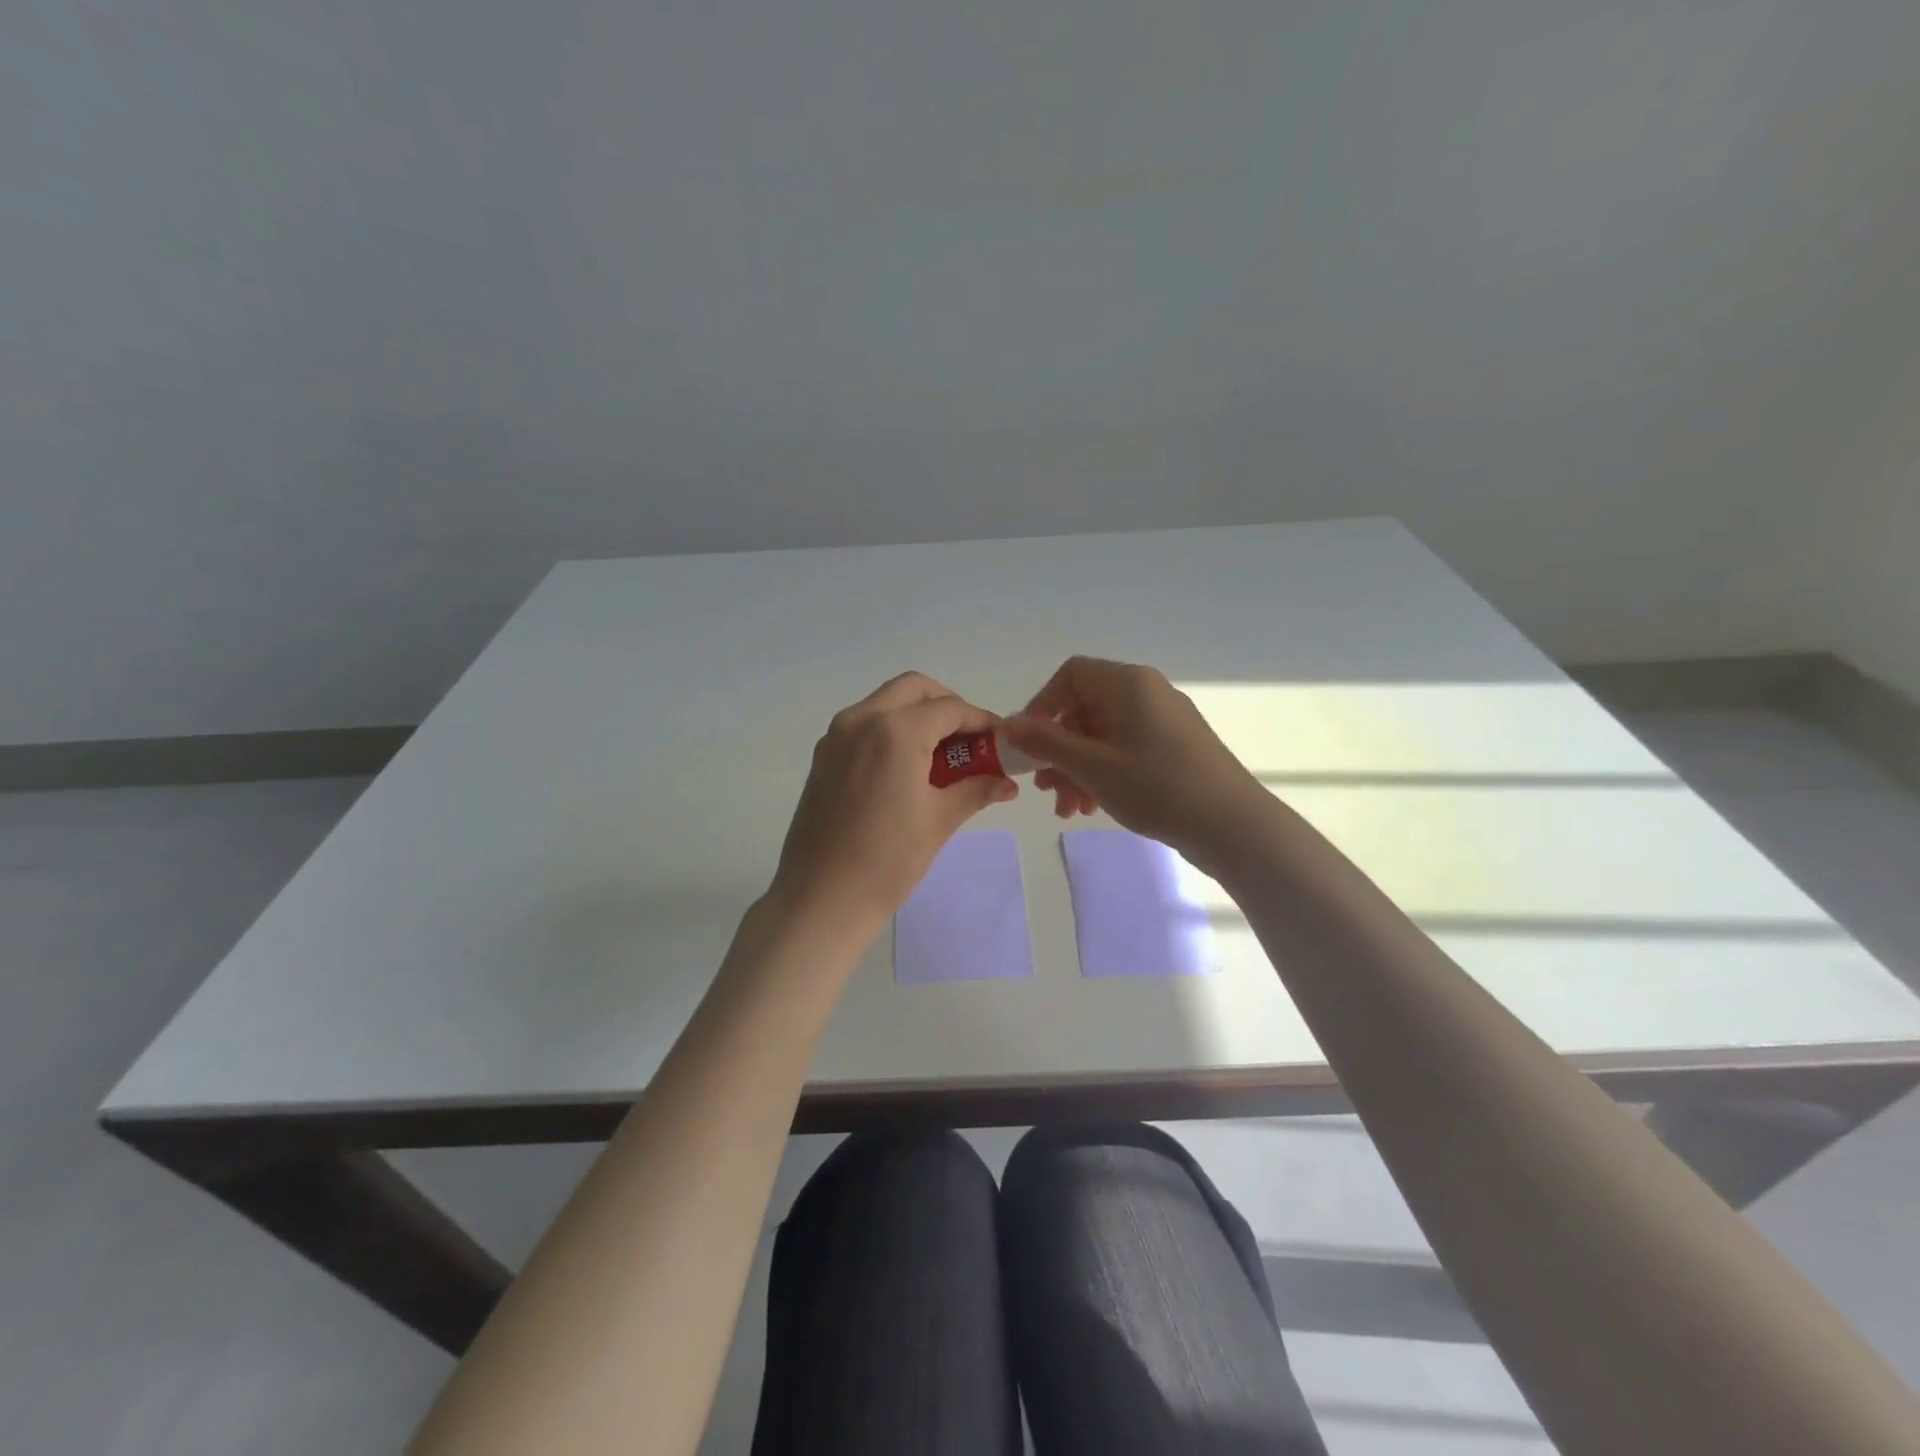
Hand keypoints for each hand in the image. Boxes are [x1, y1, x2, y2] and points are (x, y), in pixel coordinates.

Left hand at [770, 672, 1017, 928]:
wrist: (821, 899)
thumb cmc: (887, 860)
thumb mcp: (939, 821)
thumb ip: (976, 789)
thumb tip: (1007, 782)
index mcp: (895, 731)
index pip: (950, 709)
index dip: (981, 720)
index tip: (1001, 739)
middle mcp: (861, 719)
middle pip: (914, 689)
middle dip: (947, 705)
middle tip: (969, 740)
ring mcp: (836, 736)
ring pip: (886, 702)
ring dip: (918, 715)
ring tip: (941, 756)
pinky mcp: (823, 756)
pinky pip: (865, 724)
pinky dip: (892, 730)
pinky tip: (907, 768)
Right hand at [1002, 656, 1273, 873]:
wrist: (1233, 826)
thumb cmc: (1158, 787)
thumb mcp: (1093, 766)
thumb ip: (1046, 743)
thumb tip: (1007, 724)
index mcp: (1129, 684)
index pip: (1071, 675)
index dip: (1042, 706)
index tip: (1030, 745)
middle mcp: (1147, 693)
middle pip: (1085, 710)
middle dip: (1058, 751)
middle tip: (1045, 789)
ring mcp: (1163, 722)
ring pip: (1103, 737)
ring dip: (1077, 770)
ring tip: (1069, 810)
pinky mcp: (1174, 750)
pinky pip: (1125, 752)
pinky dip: (1103, 775)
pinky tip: (1093, 809)